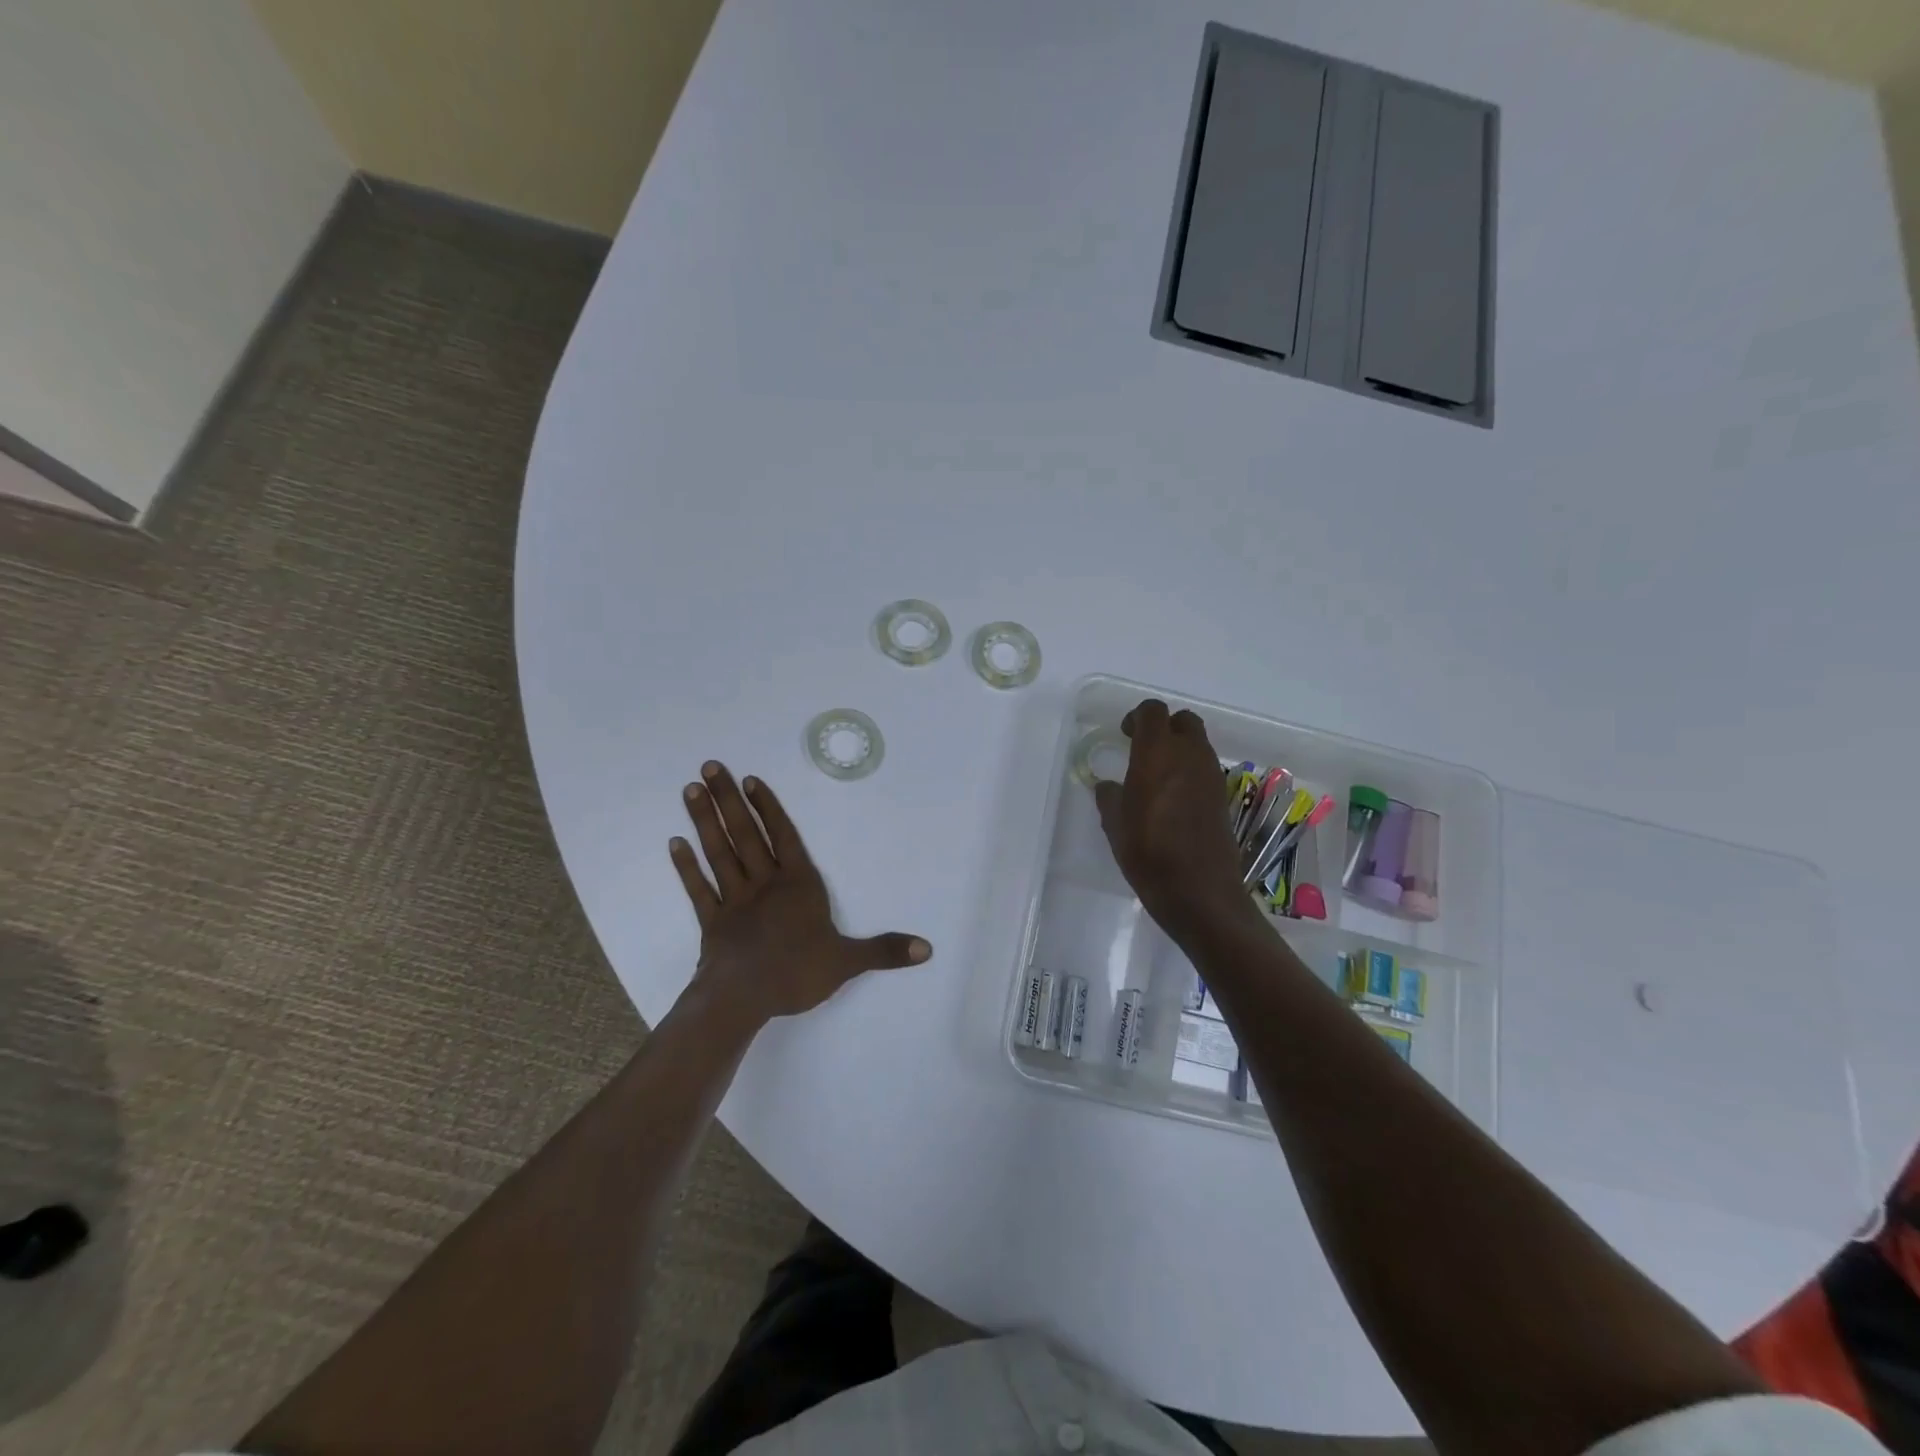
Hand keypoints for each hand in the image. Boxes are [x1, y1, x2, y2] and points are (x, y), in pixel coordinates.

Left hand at [670, 761, 931, 1024]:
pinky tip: (675, 843)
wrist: (743, 1000)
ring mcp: (734, 900)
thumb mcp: (848, 961)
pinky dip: (686, 867)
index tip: (748, 781)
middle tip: (710, 766)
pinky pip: (698, 889)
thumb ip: (884, 950)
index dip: (767, 808)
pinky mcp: (712, 921)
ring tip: (691, 790)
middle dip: (728, 800)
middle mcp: (765, 884)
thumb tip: (927, 948)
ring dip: (705, 821)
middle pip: (746, 834)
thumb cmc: (797, 973)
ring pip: (719, 853)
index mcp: (798, 885)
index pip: (783, 837)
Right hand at [1094, 700, 1250, 933]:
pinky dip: (1191, 771)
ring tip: (1158, 776)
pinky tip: (1175, 799)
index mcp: (1157, 754)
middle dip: (1164, 727)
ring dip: (1179, 749)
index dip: (1137, 717)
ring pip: (1198, 743)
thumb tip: (1109, 786)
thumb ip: (1110, 798)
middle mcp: (1189, 755)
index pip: (1153, 712)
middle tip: (1144, 748)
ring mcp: (1212, 775)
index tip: (1124, 734)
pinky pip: (1206, 768)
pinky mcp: (1223, 797)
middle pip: (1183, 720)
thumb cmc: (1148, 854)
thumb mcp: (1115, 826)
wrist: (1200, 892)